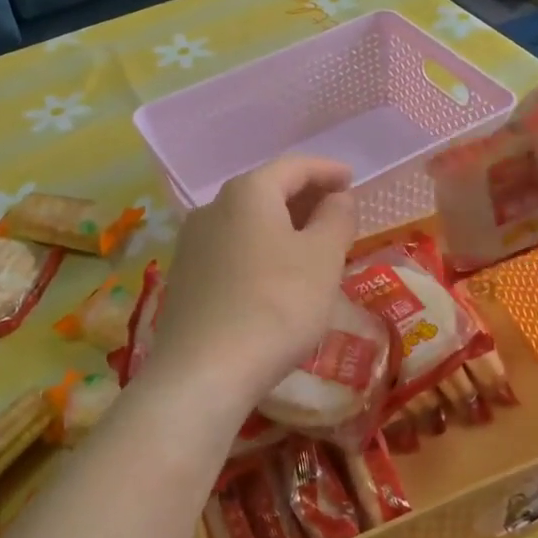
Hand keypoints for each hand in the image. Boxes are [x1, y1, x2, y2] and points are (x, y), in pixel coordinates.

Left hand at [148, 156, 358, 407]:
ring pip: (248, 221)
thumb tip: (338, 197)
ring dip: (283, 225)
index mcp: (248, 192)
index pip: (293, 166)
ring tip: (312, 244)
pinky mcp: (185, 278)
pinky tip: (276, 275)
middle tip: (336, 212)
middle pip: (266, 190)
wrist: (204, 372)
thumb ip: (336, 218)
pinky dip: (261, 249)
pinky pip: (232, 249)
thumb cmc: (277, 304)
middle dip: (305, 197)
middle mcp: (213, 208)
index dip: (327, 170)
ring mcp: (193, 244)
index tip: (351, 180)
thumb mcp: (323, 258)